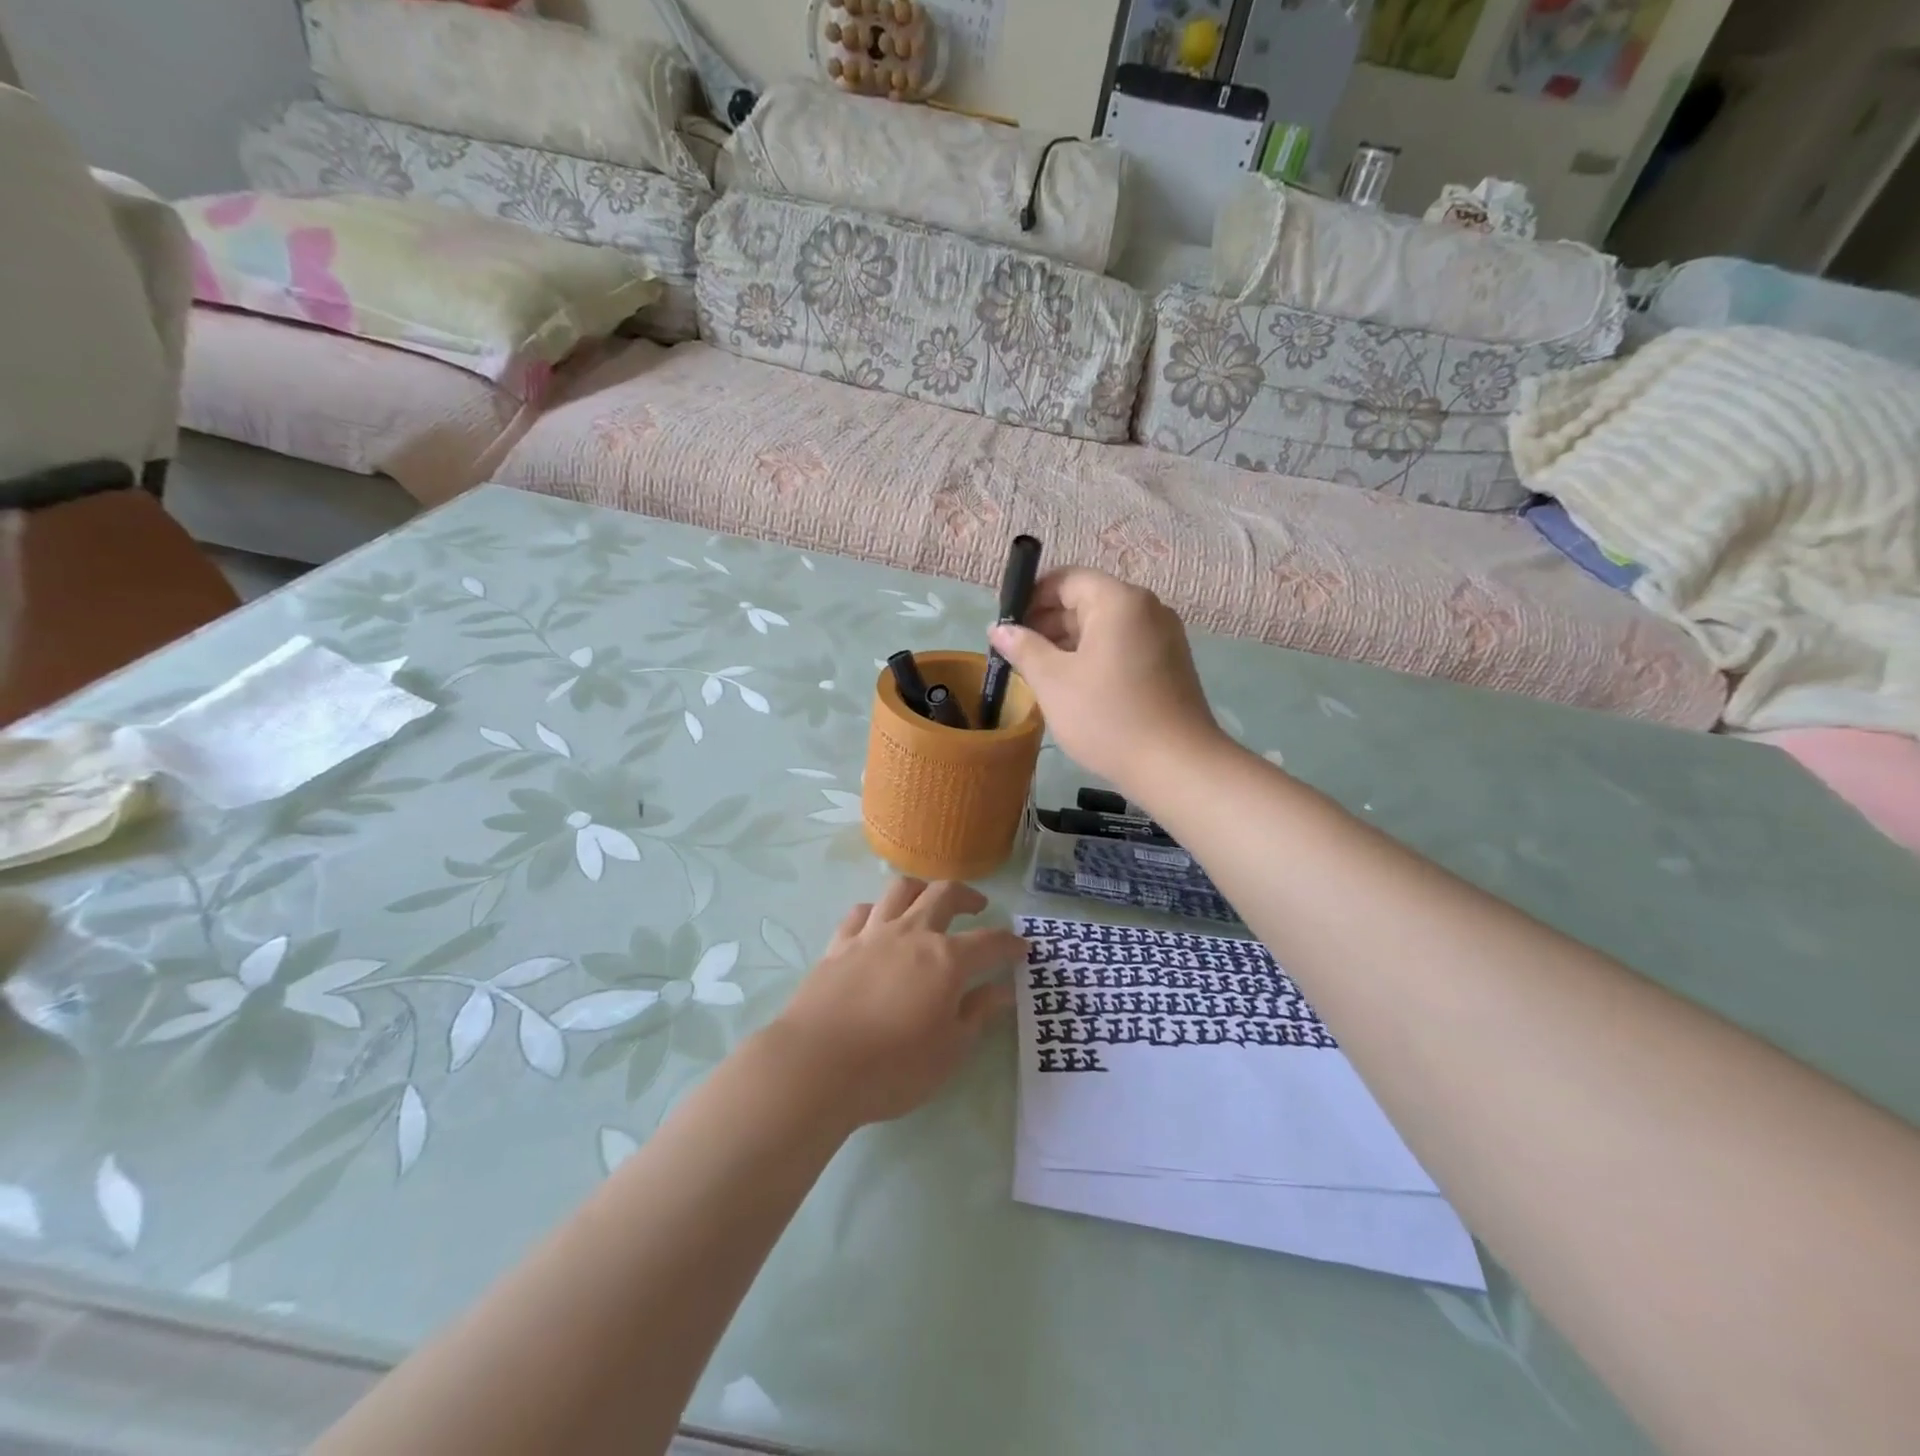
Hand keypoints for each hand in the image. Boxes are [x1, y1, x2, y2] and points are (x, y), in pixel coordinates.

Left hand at [764, 879, 1024, 1127]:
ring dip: (921, 889)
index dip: (1010, 943)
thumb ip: (978, 1014)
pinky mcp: (838, 945)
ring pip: (900, 890)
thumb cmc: (892, 1068)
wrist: (816, 1066)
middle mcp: (911, 934)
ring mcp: (871, 935)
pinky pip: (861, 912)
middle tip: (978, 907)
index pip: (989, 942)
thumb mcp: (949, 1051)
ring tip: (928, 901)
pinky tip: (878, 923)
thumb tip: (1002, 990)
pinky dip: (877, 911)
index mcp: (946, 959)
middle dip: (968, 896)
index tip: (1022, 948)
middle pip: (944, 894)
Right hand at [988, 567, 1224, 792]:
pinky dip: (1095, 657)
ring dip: (1069, 643)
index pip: (1066, 579)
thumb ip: (1023, 648)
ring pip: (1105, 627)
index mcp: (1118, 600)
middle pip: (1087, 601)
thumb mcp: (1053, 681)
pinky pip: (1123, 646)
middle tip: (1017, 654)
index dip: (1031, 596)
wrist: (1176, 765)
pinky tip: (1075, 687)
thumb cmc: (1107, 717)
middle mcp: (1147, 608)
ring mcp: (1163, 636)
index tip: (1006, 625)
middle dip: (1048, 623)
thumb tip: (999, 628)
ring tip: (1040, 674)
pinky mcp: (1170, 663)